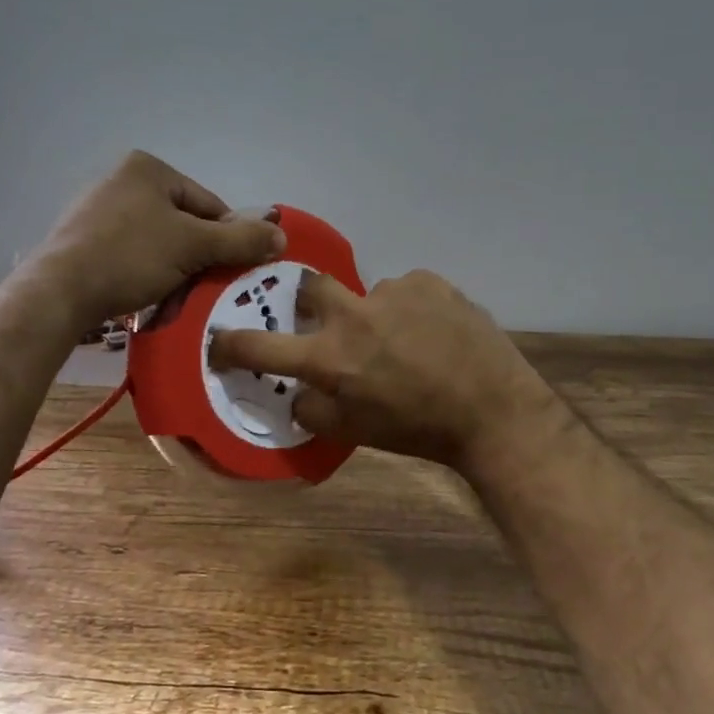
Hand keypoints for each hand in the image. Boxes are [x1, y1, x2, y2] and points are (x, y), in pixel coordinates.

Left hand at [35, 151, 284, 330]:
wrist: (59, 292)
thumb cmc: (130, 256)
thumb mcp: (194, 247)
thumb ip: (240, 240)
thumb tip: (282, 236)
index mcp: (148, 168)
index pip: (208, 204)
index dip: (227, 239)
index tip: (233, 272)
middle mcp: (121, 181)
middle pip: (183, 224)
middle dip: (198, 259)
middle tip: (204, 290)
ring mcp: (98, 211)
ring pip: (159, 244)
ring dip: (174, 272)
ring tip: (175, 300)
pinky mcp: (82, 241)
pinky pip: (131, 256)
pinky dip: (145, 275)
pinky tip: (147, 298)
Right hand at [209, 268, 561, 472]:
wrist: (493, 411)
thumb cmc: (418, 430)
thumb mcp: (356, 433)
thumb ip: (314, 410)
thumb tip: (298, 392)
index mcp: (329, 358)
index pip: (259, 345)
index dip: (230, 344)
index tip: (220, 341)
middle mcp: (353, 316)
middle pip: (308, 287)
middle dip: (310, 302)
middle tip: (331, 324)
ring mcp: (392, 292)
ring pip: (367, 294)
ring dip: (374, 315)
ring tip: (406, 341)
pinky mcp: (428, 281)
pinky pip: (406, 290)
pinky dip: (410, 308)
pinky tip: (433, 331)